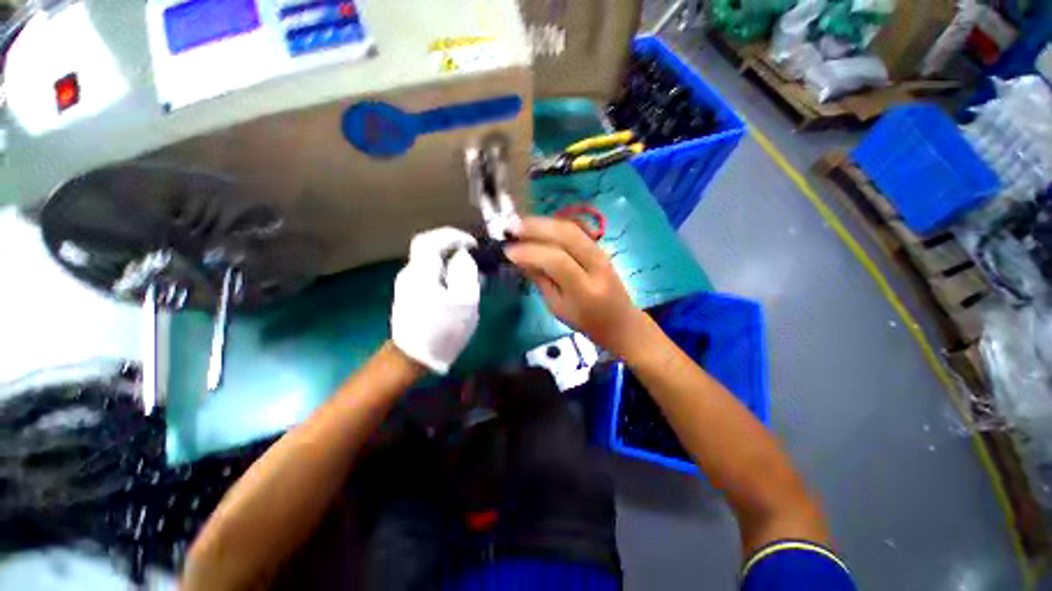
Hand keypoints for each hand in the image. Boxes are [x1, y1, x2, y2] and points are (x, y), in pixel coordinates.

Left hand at [391, 228, 480, 373]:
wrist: (414, 356)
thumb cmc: (443, 330)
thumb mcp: (465, 302)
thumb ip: (466, 273)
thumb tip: (463, 255)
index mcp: (422, 273)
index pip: (431, 240)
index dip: (452, 235)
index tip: (472, 244)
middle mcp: (410, 273)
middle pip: (427, 246)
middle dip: (449, 244)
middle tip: (470, 252)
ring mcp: (406, 282)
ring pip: (427, 258)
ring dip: (446, 256)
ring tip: (466, 266)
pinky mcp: (409, 292)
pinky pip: (427, 270)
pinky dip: (442, 268)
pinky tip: (454, 281)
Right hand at [506, 217, 649, 356]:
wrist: (620, 321)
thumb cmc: (586, 322)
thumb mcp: (557, 308)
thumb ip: (541, 280)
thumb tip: (520, 258)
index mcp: (585, 289)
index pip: (557, 261)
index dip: (530, 253)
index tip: (508, 251)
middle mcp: (596, 265)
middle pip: (567, 236)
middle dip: (536, 228)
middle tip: (511, 228)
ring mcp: (601, 253)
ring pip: (571, 228)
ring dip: (544, 222)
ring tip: (521, 223)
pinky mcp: (600, 247)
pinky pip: (576, 230)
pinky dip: (555, 225)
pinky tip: (539, 226)